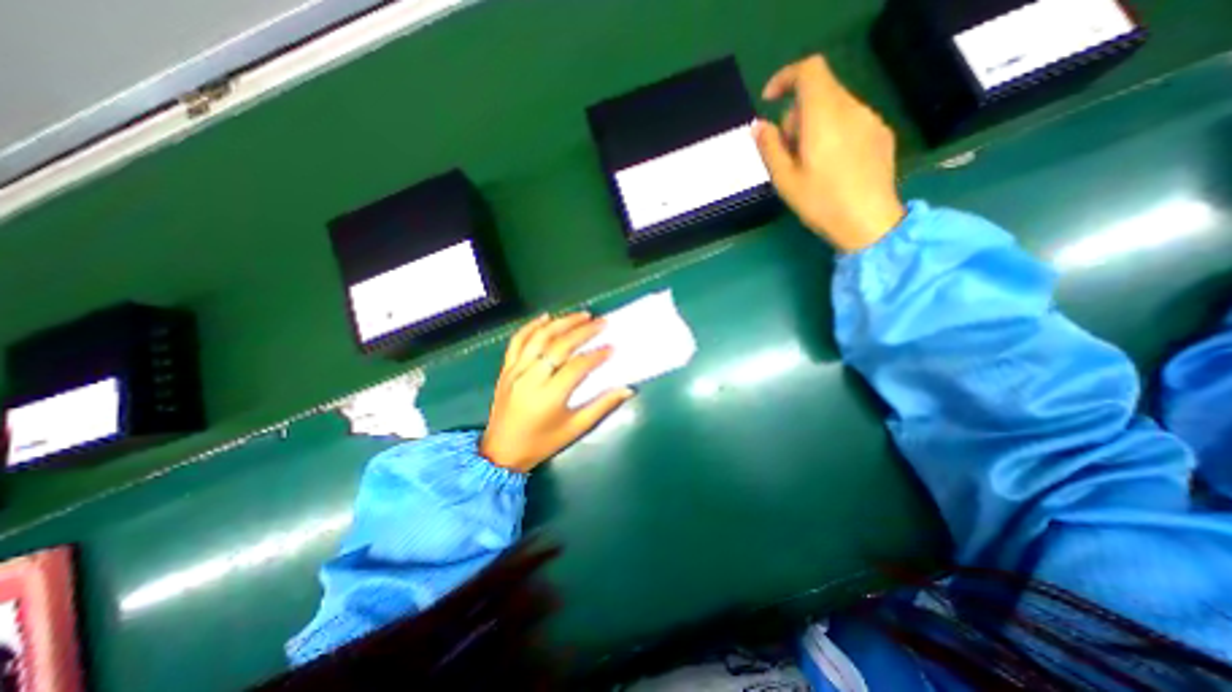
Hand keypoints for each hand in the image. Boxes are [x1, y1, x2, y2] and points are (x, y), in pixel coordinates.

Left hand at [477, 313, 634, 473]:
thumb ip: (602, 406)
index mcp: (550, 396)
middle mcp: (531, 378)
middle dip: (582, 331)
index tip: (612, 347)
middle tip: (601, 322)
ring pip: (539, 338)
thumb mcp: (575, 429)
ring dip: (562, 322)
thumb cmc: (542, 443)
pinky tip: (546, 317)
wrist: (501, 452)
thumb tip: (627, 389)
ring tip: (582, 315)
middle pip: (559, 346)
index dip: (597, 355)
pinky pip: (517, 341)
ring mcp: (515, 371)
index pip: (577, 366)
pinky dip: (531, 326)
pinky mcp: (506, 369)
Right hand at [752, 55, 901, 254]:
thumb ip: (770, 148)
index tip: (769, 100)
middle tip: (786, 152)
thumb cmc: (820, 203)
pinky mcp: (881, 134)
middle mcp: (851, 109)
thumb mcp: (785, 180)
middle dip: (796, 115)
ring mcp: (870, 120)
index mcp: (824, 117)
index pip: (809, 71)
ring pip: (835, 106)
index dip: (785, 77)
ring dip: (814, 125)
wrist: (869, 222)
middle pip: (819, 92)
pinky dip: (833, 132)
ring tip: (809, 164)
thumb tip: (758, 125)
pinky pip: (851, 120)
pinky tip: (831, 166)